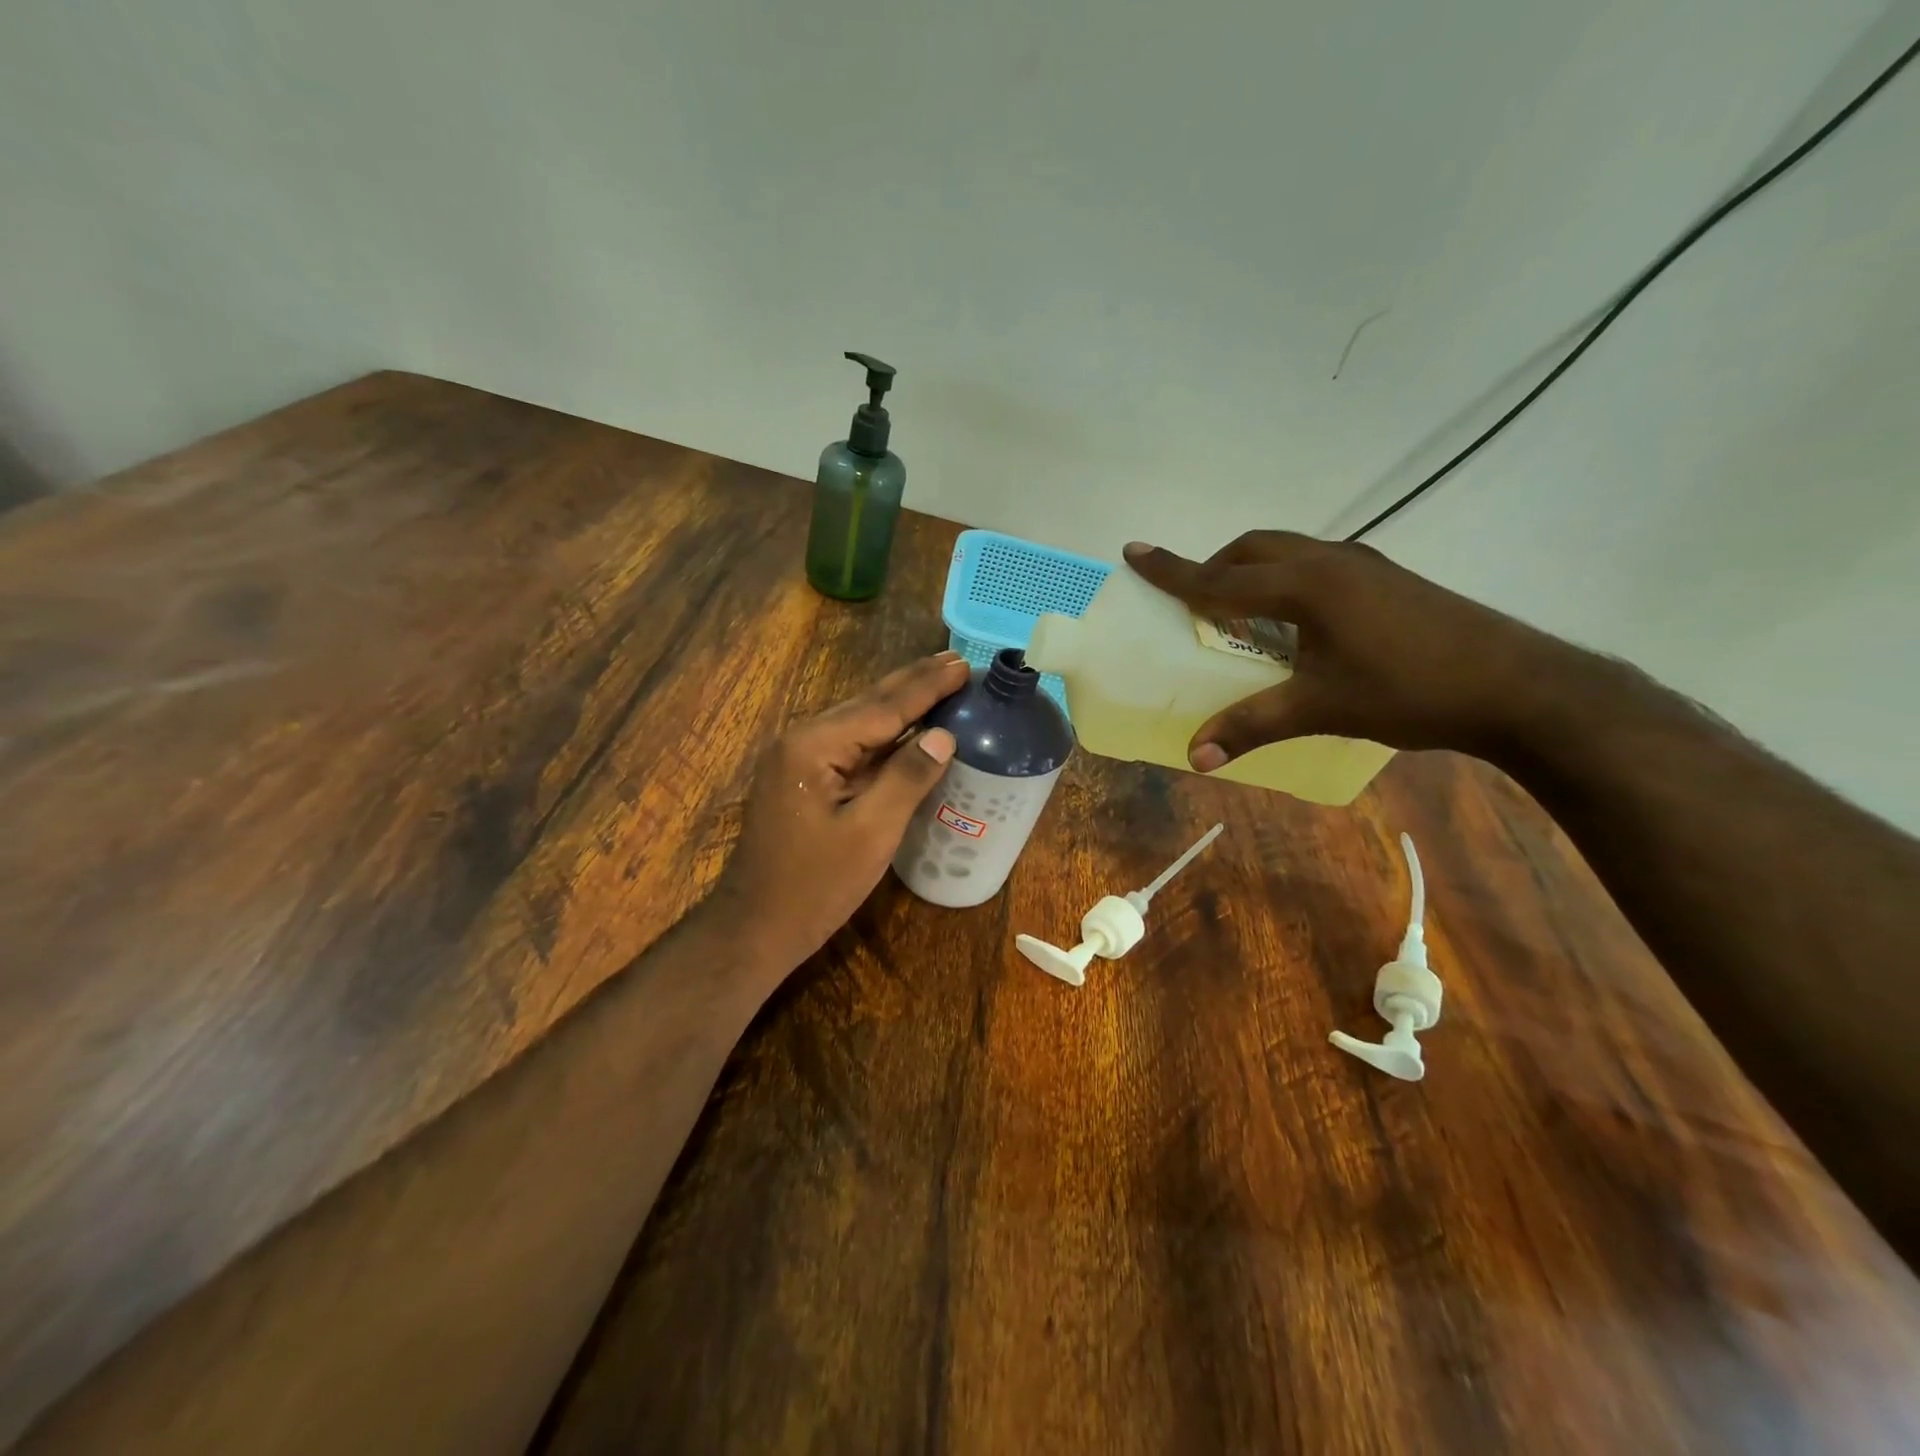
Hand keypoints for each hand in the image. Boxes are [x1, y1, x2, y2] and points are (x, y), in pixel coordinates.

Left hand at [710, 651, 966, 973]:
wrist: (755, 927)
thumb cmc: (815, 886)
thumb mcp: (871, 834)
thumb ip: (907, 778)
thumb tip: (942, 736)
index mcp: (815, 746)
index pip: (883, 707)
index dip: (926, 687)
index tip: (962, 664)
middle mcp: (801, 740)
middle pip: (867, 704)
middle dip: (913, 683)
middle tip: (955, 661)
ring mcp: (796, 759)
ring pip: (857, 721)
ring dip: (898, 703)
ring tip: (937, 681)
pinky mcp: (800, 778)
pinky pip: (849, 745)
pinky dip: (882, 732)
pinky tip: (904, 727)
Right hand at [1124, 532, 1583, 767]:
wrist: (1519, 685)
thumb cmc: (1411, 691)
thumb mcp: (1323, 708)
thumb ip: (1253, 726)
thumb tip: (1196, 757)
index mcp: (1307, 585)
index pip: (1221, 578)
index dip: (1173, 570)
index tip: (1133, 551)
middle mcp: (1331, 561)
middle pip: (1254, 548)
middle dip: (1215, 565)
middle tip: (1191, 594)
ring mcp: (1365, 565)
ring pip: (1288, 551)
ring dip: (1252, 569)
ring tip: (1238, 607)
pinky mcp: (1387, 578)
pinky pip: (1316, 564)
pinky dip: (1285, 579)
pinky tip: (1297, 619)